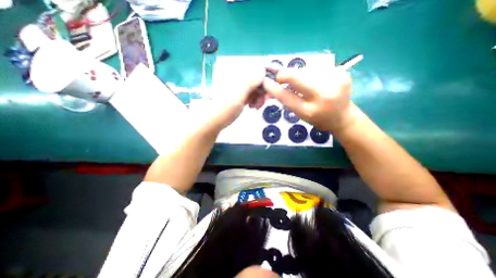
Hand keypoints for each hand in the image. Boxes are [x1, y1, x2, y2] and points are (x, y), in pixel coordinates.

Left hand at [197, 72, 269, 134]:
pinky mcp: (240, 96)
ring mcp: (240, 88)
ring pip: (255, 89)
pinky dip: (254, 100)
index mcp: (238, 76)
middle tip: (261, 103)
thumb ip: (250, 82)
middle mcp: (239, 80)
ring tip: (255, 107)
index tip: (268, 94)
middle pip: (257, 81)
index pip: (257, 73)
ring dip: (259, 98)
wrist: (216, 120)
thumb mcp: (239, 95)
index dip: (265, 82)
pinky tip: (252, 106)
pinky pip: (251, 95)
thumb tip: (262, 71)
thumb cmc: (226, 108)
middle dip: (262, 92)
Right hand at [263, 66, 355, 132]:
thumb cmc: (317, 118)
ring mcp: (335, 82)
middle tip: (280, 77)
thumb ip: (287, 99)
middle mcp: (323, 96)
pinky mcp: (343, 72)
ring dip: (298, 74)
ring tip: (301, 82)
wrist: (342, 117)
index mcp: (309, 111)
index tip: (265, 81)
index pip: (286, 96)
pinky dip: (310, 73)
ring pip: (306, 69)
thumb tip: (272, 85)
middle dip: (284, 74)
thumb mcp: (300, 113)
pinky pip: (317, 68)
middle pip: (296, 77)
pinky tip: (314, 80)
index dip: (273, 88)